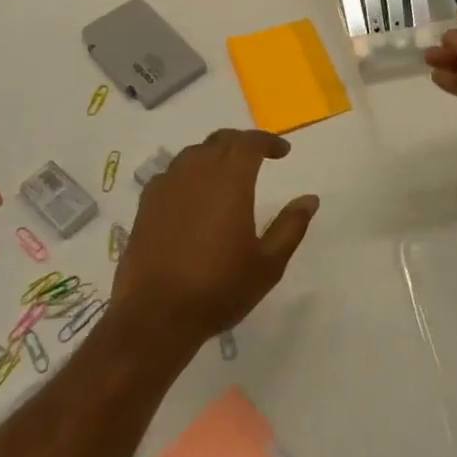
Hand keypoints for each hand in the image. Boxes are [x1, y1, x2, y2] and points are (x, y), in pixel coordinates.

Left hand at [111, 128, 317, 354]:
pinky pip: (171, 174)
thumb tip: (310, 199)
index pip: (250, 142)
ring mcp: (167, 186)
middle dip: (242, 143)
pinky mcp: (146, 205)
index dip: (268, 141)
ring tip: (226, 174)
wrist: (156, 316)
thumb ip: (291, 226)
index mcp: (230, 180)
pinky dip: (188, 174)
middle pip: (221, 141)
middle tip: (258, 157)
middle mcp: (196, 172)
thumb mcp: (268, 263)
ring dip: (214, 155)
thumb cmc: (219, 288)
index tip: (283, 152)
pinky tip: (192, 195)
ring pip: (193, 154)